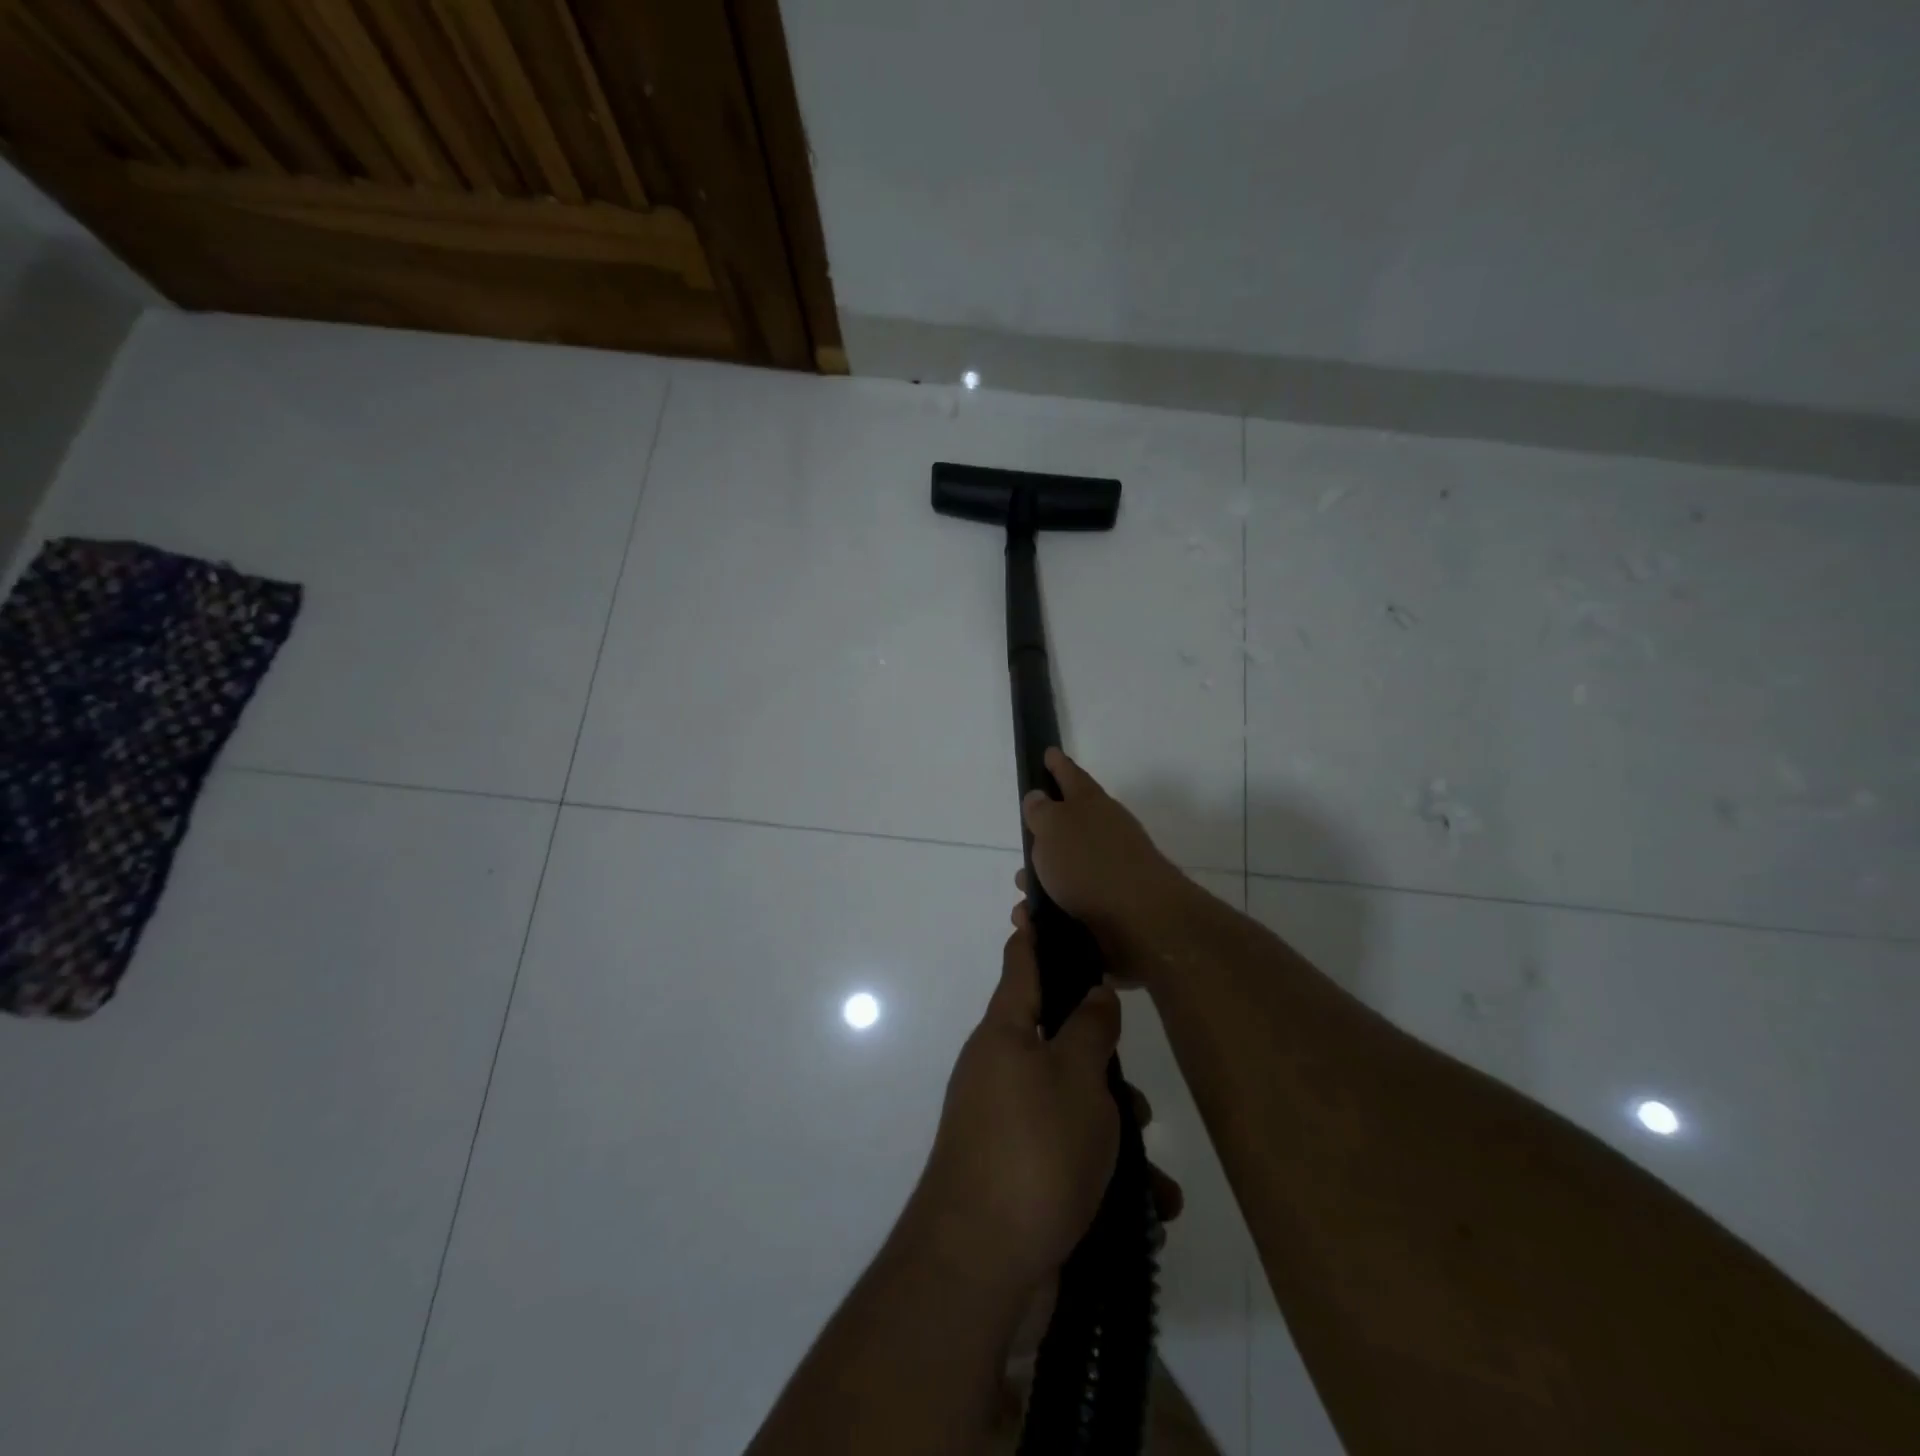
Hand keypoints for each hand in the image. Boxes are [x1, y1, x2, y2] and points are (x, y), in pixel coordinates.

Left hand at [909, 923, 1125, 1294]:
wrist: (983, 1265)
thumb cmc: (1033, 1150)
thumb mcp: (1075, 1078)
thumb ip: (1090, 1029)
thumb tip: (1094, 992)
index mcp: (1005, 1034)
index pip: (1021, 965)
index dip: (1033, 934)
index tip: (1034, 904)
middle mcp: (1000, 1071)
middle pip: (1059, 1044)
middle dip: (1105, 1068)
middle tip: (1137, 1097)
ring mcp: (1007, 1126)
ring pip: (1074, 1107)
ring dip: (1116, 1134)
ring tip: (1151, 1170)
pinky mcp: (1020, 1175)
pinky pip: (1071, 1159)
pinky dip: (1108, 1179)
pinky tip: (1147, 1210)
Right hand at [1018, 749, 1187, 957]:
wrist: (1141, 920)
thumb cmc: (1090, 864)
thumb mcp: (1054, 828)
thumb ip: (1041, 811)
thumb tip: (1038, 797)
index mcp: (1091, 805)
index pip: (1071, 776)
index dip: (1058, 765)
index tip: (1049, 753)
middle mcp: (1105, 832)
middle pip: (1069, 827)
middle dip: (1042, 840)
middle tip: (1024, 849)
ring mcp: (1112, 869)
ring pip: (1068, 870)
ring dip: (1043, 883)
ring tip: (1024, 900)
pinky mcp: (1112, 906)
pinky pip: (1073, 903)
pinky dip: (1052, 911)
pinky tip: (1037, 922)